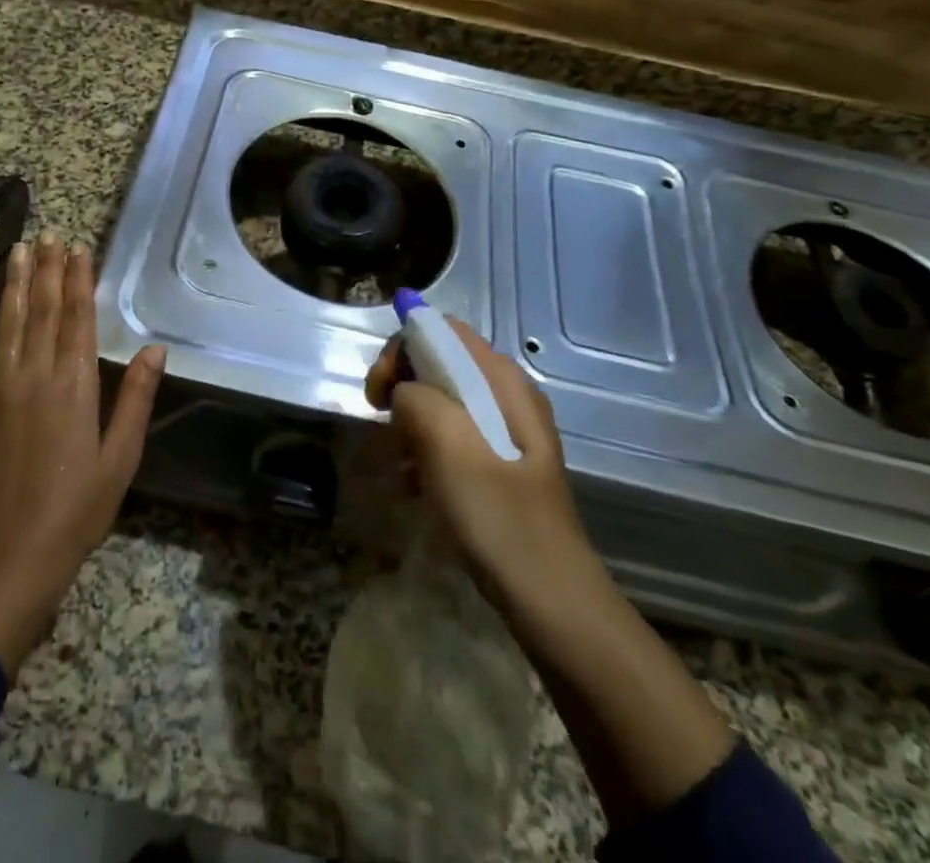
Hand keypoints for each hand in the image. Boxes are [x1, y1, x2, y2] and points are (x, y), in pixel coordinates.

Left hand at [0, 232, 165, 679]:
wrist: (10, 557)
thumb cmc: (77, 509)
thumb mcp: (121, 458)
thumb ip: (134, 400)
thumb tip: (154, 350)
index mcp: (74, 386)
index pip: (77, 319)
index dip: (78, 280)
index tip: (78, 247)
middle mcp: (34, 377)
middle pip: (42, 312)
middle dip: (47, 271)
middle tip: (48, 235)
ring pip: (7, 326)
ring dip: (13, 287)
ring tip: (18, 252)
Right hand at [365, 318, 604, 611]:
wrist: (550, 598)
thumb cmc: (498, 516)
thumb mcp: (448, 446)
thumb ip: (417, 398)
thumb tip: (404, 392)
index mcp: (502, 380)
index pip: (443, 330)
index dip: (403, 348)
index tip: (379, 392)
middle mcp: (507, 395)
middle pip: (440, 362)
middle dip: (402, 385)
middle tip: (381, 423)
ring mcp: (507, 431)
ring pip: (442, 400)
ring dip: (410, 422)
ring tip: (398, 461)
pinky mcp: (500, 464)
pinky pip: (452, 436)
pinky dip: (426, 449)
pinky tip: (415, 485)